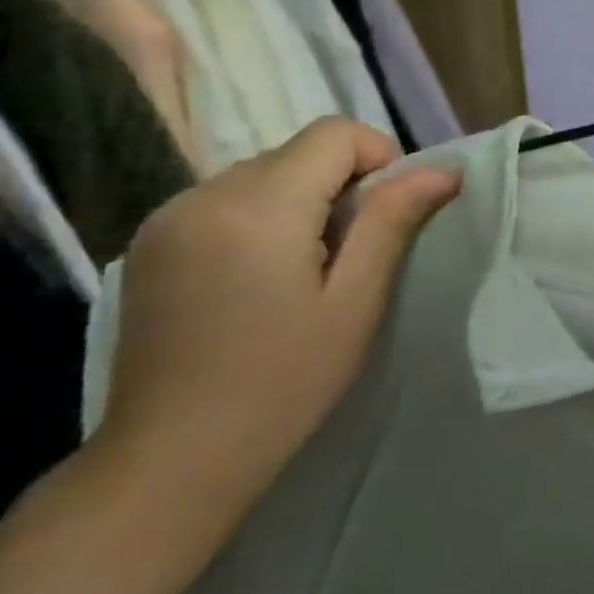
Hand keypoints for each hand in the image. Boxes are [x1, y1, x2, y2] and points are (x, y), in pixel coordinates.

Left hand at [91, 119, 459, 535]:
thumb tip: (444, 170)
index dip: (378, 160)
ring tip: (306, 270)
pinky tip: (262, 278)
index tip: (385, 219)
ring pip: (264, 173)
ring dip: (302, 201)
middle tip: (351, 256)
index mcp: (257, 206)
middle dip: (341, 184)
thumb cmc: (283, 381)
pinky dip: (262, 218)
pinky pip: (227, 200)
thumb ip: (394, 221)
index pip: (335, 133)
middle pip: (298, 151)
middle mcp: (202, 195)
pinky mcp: (150, 244)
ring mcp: (166, 219)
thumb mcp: (356, 300)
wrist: (170, 461)